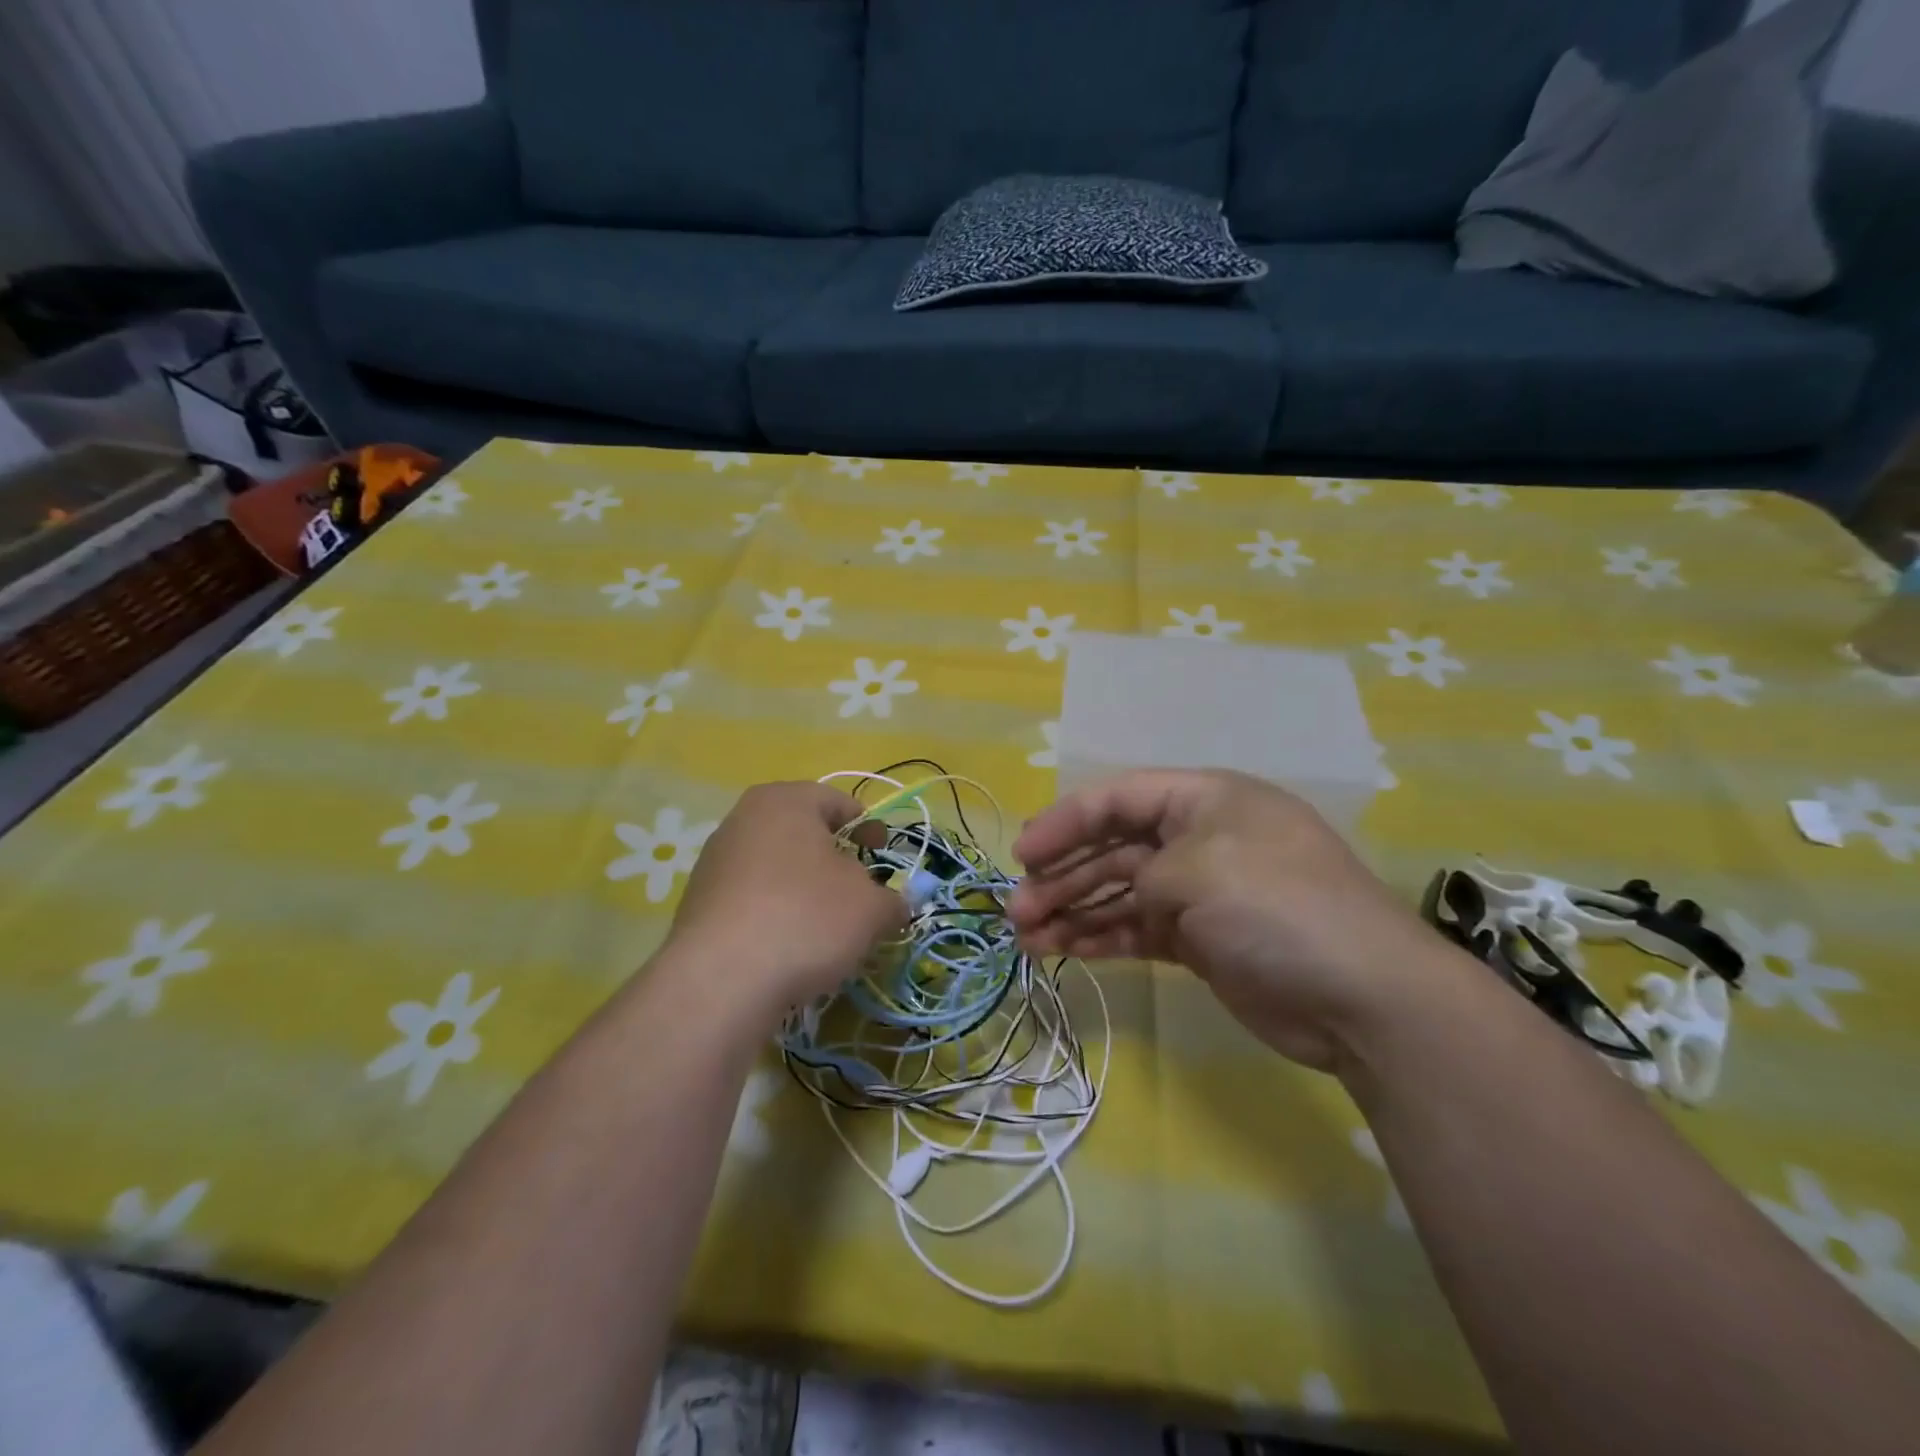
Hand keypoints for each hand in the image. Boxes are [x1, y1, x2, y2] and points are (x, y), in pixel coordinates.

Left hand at [665, 782, 906, 1021]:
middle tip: (859, 890)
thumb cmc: (806, 918)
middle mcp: (743, 819)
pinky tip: (789, 946)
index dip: (867, 827)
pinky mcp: (698, 903)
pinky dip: (775, 913)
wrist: (720, 981)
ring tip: (825, 925)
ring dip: (804, 888)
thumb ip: (893, 900)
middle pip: (802, 833)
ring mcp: (714, 861)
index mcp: (786, 801)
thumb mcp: (871, 909)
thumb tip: (896, 906)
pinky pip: (751, 898)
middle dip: (834, 859)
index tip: (882, 854)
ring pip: (776, 867)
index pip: (837, 801)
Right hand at [1008, 769, 1455, 1070]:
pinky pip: (1137, 929)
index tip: (1023, 855)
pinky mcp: (1200, 940)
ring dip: (1072, 911)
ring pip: (1119, 893)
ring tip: (1026, 938)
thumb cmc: (1278, 909)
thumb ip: (1142, 873)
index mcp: (1205, 801)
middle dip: (1062, 875)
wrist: (1364, 999)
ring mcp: (1200, 892)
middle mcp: (1199, 839)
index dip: (1065, 822)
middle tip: (1016, 910)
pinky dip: (1101, 938)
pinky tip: (1063, 951)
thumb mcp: (1199, 871)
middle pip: (1113, 848)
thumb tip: (1122, 898)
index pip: (1119, 798)